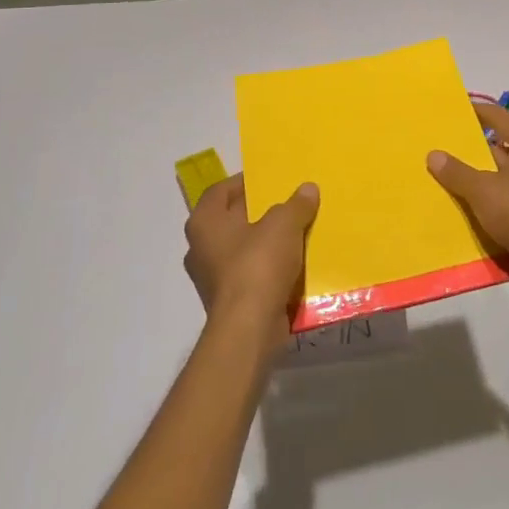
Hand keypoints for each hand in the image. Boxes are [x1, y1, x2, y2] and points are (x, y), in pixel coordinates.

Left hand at [183, 174, 318, 351]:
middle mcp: (201, 248)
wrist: (250, 329)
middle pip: (231, 220)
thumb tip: (307, 189)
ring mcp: (212, 278)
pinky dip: (268, 268)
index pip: (219, 191)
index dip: (243, 182)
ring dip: (265, 242)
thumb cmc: (258, 265)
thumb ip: (296, 204)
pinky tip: (293, 264)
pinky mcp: (228, 302)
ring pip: (242, 249)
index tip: (268, 180)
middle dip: (258, 212)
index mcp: (204, 223)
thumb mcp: (284, 224)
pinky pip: (250, 275)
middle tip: (286, 202)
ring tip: (295, 232)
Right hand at [427, 104, 508, 299]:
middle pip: (505, 145)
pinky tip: (474, 207)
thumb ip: (457, 171)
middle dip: (477, 148)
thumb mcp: (482, 190)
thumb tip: (434, 154)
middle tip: (448, 147)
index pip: (501, 117)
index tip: (456, 111)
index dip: (478, 112)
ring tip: (454, 178)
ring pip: (508, 173)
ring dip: (485, 176)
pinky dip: (496, 198)